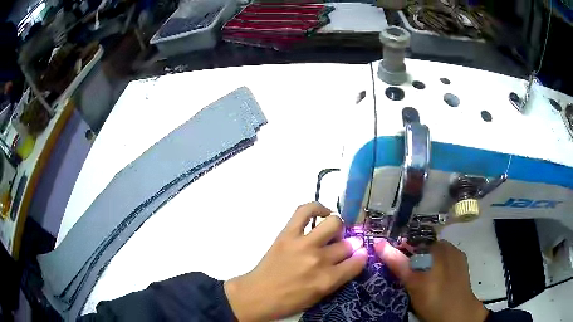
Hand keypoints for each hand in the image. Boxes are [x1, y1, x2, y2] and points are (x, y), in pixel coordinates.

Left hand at [224, 202, 367, 320]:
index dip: (362, 257)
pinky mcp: (288, 234)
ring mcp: (303, 244)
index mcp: (328, 280)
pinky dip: (317, 208)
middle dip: (350, 245)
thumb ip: (338, 278)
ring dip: (337, 227)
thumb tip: (353, 258)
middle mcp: (319, 260)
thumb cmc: (289, 301)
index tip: (361, 254)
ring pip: (334, 223)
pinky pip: (305, 211)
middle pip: (347, 244)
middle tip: (343, 246)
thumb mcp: (319, 297)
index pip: (357, 262)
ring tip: (332, 232)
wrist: (257, 295)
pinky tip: (322, 213)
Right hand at [375, 240, 488, 321]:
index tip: (394, 261)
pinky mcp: (461, 264)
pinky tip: (435, 279)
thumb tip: (379, 242)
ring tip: (420, 278)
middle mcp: (448, 246)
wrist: (457, 311)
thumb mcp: (412, 281)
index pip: (415, 241)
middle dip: (414, 256)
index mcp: (437, 246)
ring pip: (436, 254)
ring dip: (427, 261)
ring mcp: (457, 255)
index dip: (403, 249)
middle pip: (425, 247)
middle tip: (406, 273)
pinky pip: (446, 260)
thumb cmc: (433, 296)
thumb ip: (396, 261)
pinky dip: (438, 266)